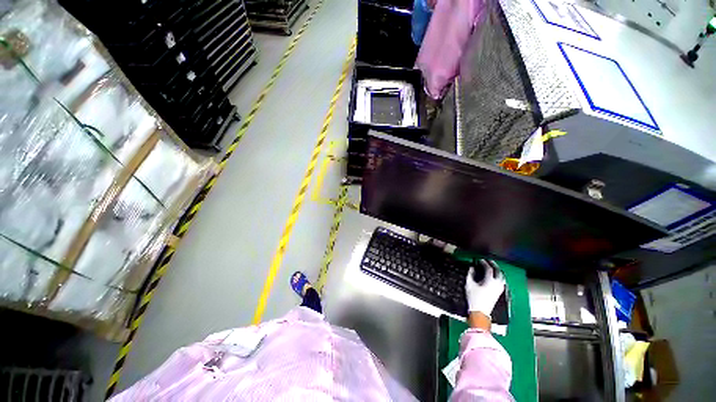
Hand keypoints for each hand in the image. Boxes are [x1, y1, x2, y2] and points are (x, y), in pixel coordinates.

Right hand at [465, 259, 505, 317]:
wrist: (480, 312)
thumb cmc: (474, 297)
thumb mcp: (469, 284)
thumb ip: (470, 274)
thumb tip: (472, 268)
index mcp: (490, 281)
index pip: (489, 269)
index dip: (484, 263)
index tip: (480, 260)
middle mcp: (497, 284)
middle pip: (498, 272)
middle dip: (494, 265)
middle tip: (489, 261)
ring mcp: (499, 289)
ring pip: (502, 277)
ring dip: (498, 271)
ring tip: (493, 267)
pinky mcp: (499, 293)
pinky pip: (502, 282)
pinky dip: (500, 277)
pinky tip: (496, 277)